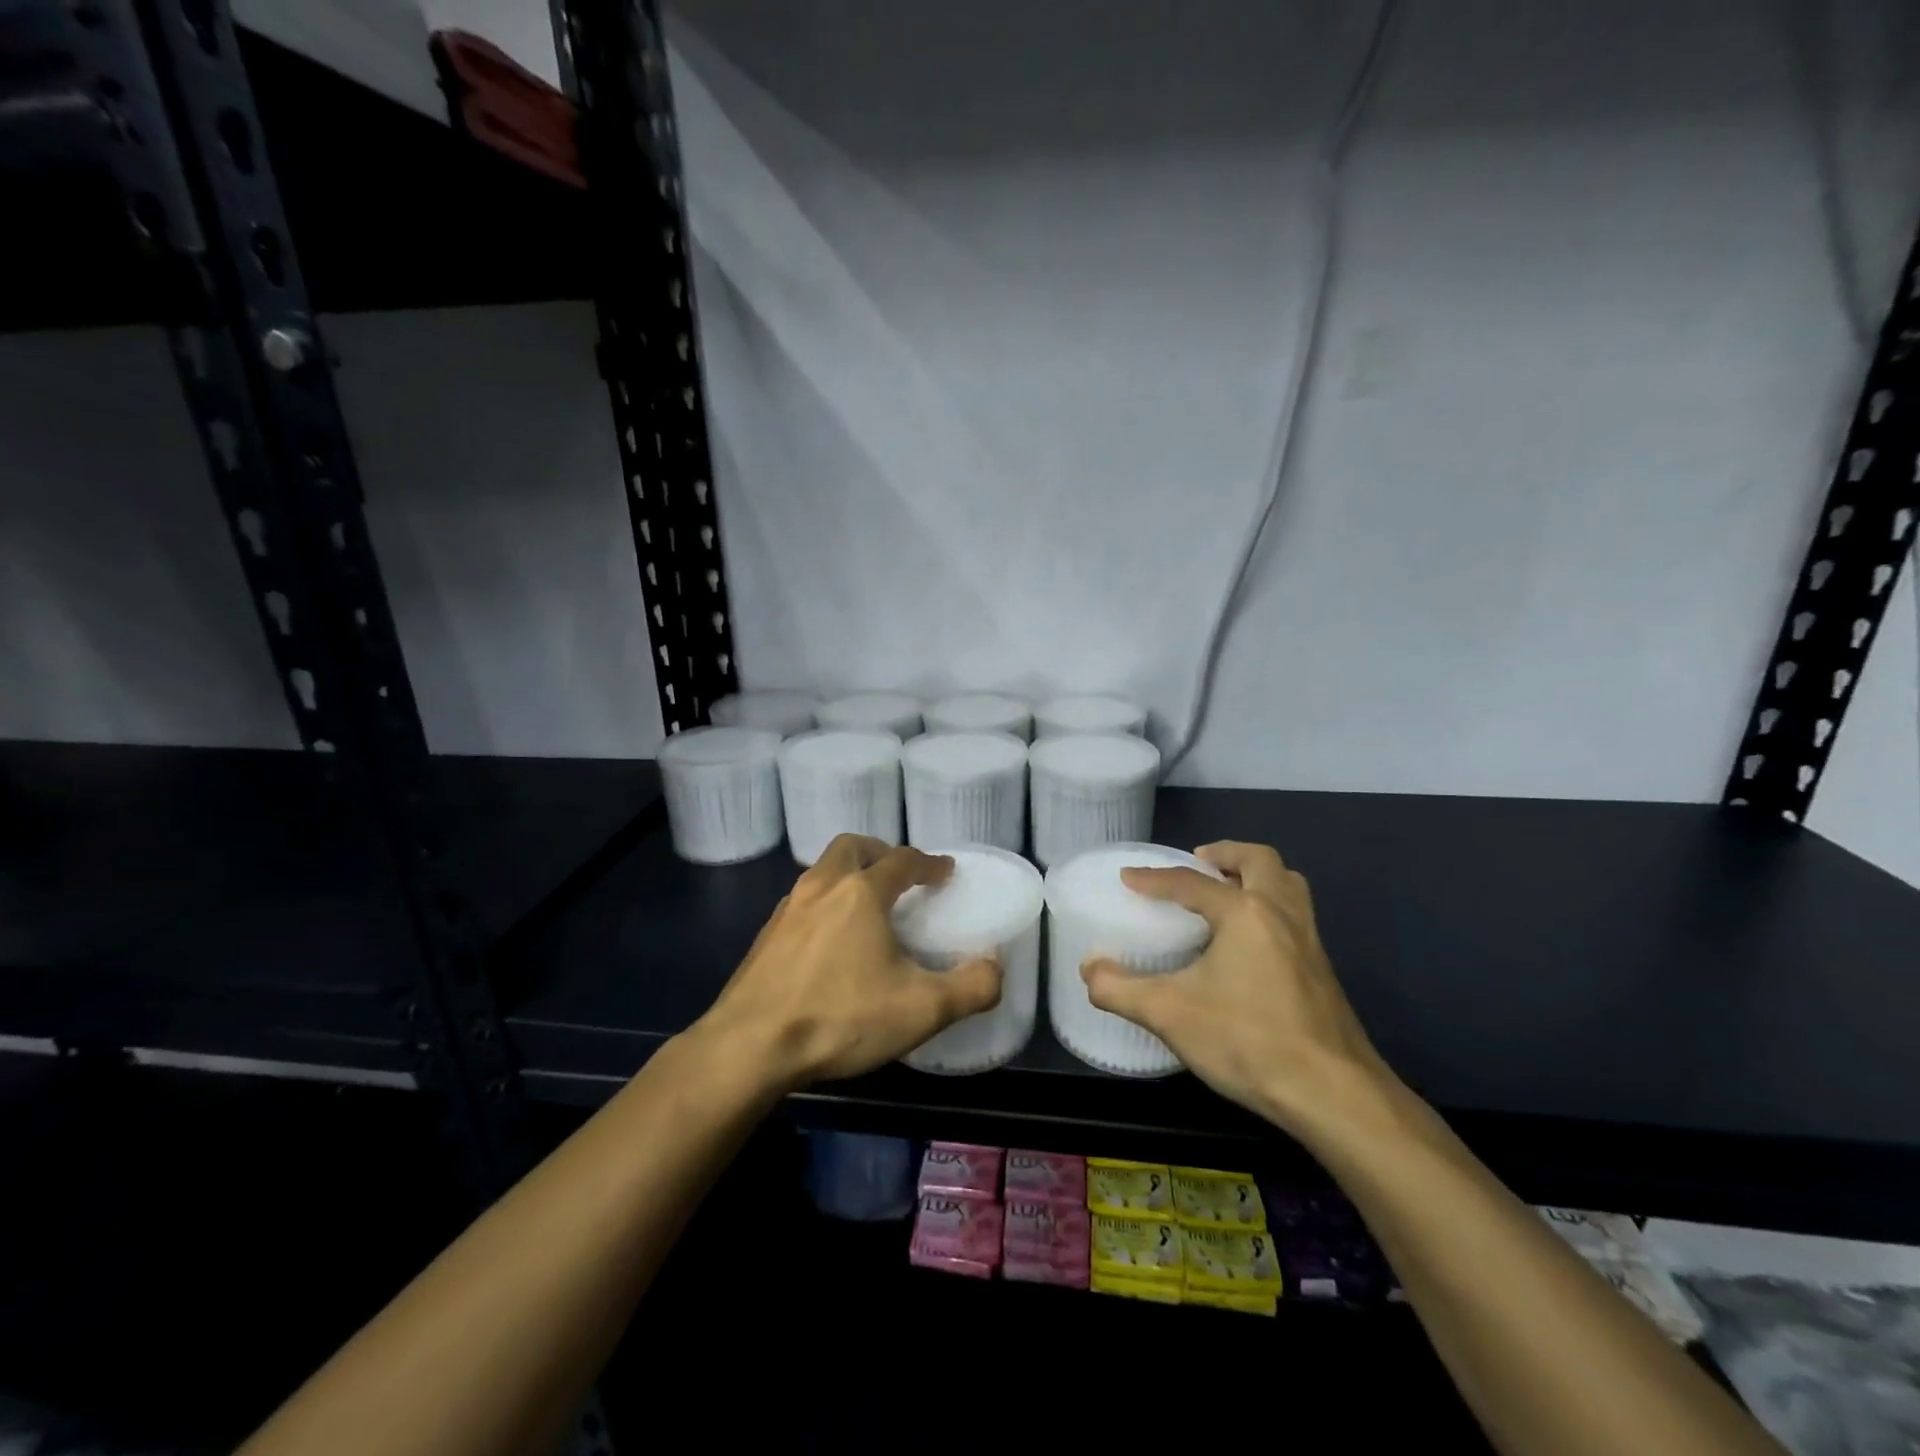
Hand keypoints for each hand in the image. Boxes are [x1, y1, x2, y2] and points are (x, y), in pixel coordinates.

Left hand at [695, 835, 1002, 1090]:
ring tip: (865, 907)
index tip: (945, 871)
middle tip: (899, 875)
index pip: (903, 860)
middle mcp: (822, 887)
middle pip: (852, 847)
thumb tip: (996, 967)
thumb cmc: (840, 1017)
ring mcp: (787, 909)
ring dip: (848, 876)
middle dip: (880, 852)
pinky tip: (829, 941)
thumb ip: (971, 987)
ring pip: (821, 872)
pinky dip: (823, 904)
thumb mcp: (922, 1010)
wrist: (749, 1047)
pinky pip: (802, 902)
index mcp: (861, 892)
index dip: (929, 863)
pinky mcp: (765, 936)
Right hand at [1080, 841, 1389, 1134]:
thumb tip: (1088, 971)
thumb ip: (1121, 989)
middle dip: (1225, 854)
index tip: (1127, 877)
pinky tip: (1251, 942)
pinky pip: (1296, 915)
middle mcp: (1281, 913)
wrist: (1334, 1094)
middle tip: (1197, 863)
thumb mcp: (1170, 1014)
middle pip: (1259, 860)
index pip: (1190, 882)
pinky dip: (1271, 906)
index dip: (1153, 878)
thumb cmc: (1248, 1041)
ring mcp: (1310, 941)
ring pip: (1288, 884)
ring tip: (1228, 891)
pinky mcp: (1323, 970)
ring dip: (1257, 875)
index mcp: (1244, 913)